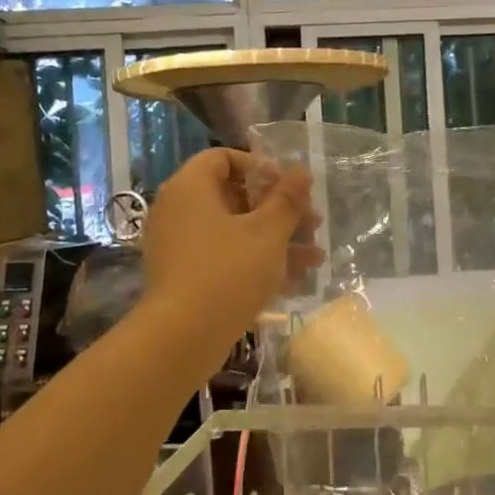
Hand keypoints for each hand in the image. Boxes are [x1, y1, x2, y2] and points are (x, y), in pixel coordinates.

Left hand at [141, 149, 322, 340]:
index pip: (223, 158)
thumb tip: (302, 170)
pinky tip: (294, 280)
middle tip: (312, 224)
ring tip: (315, 257)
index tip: (289, 188)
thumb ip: (287, 199)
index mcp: (191, 188)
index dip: (261, 167)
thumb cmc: (228, 272)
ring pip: (235, 230)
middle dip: (279, 210)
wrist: (182, 337)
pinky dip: (256, 262)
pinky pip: (224, 256)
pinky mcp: (185, 275)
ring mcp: (180, 245)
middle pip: (234, 196)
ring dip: (276, 239)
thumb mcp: (268, 233)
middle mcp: (179, 210)